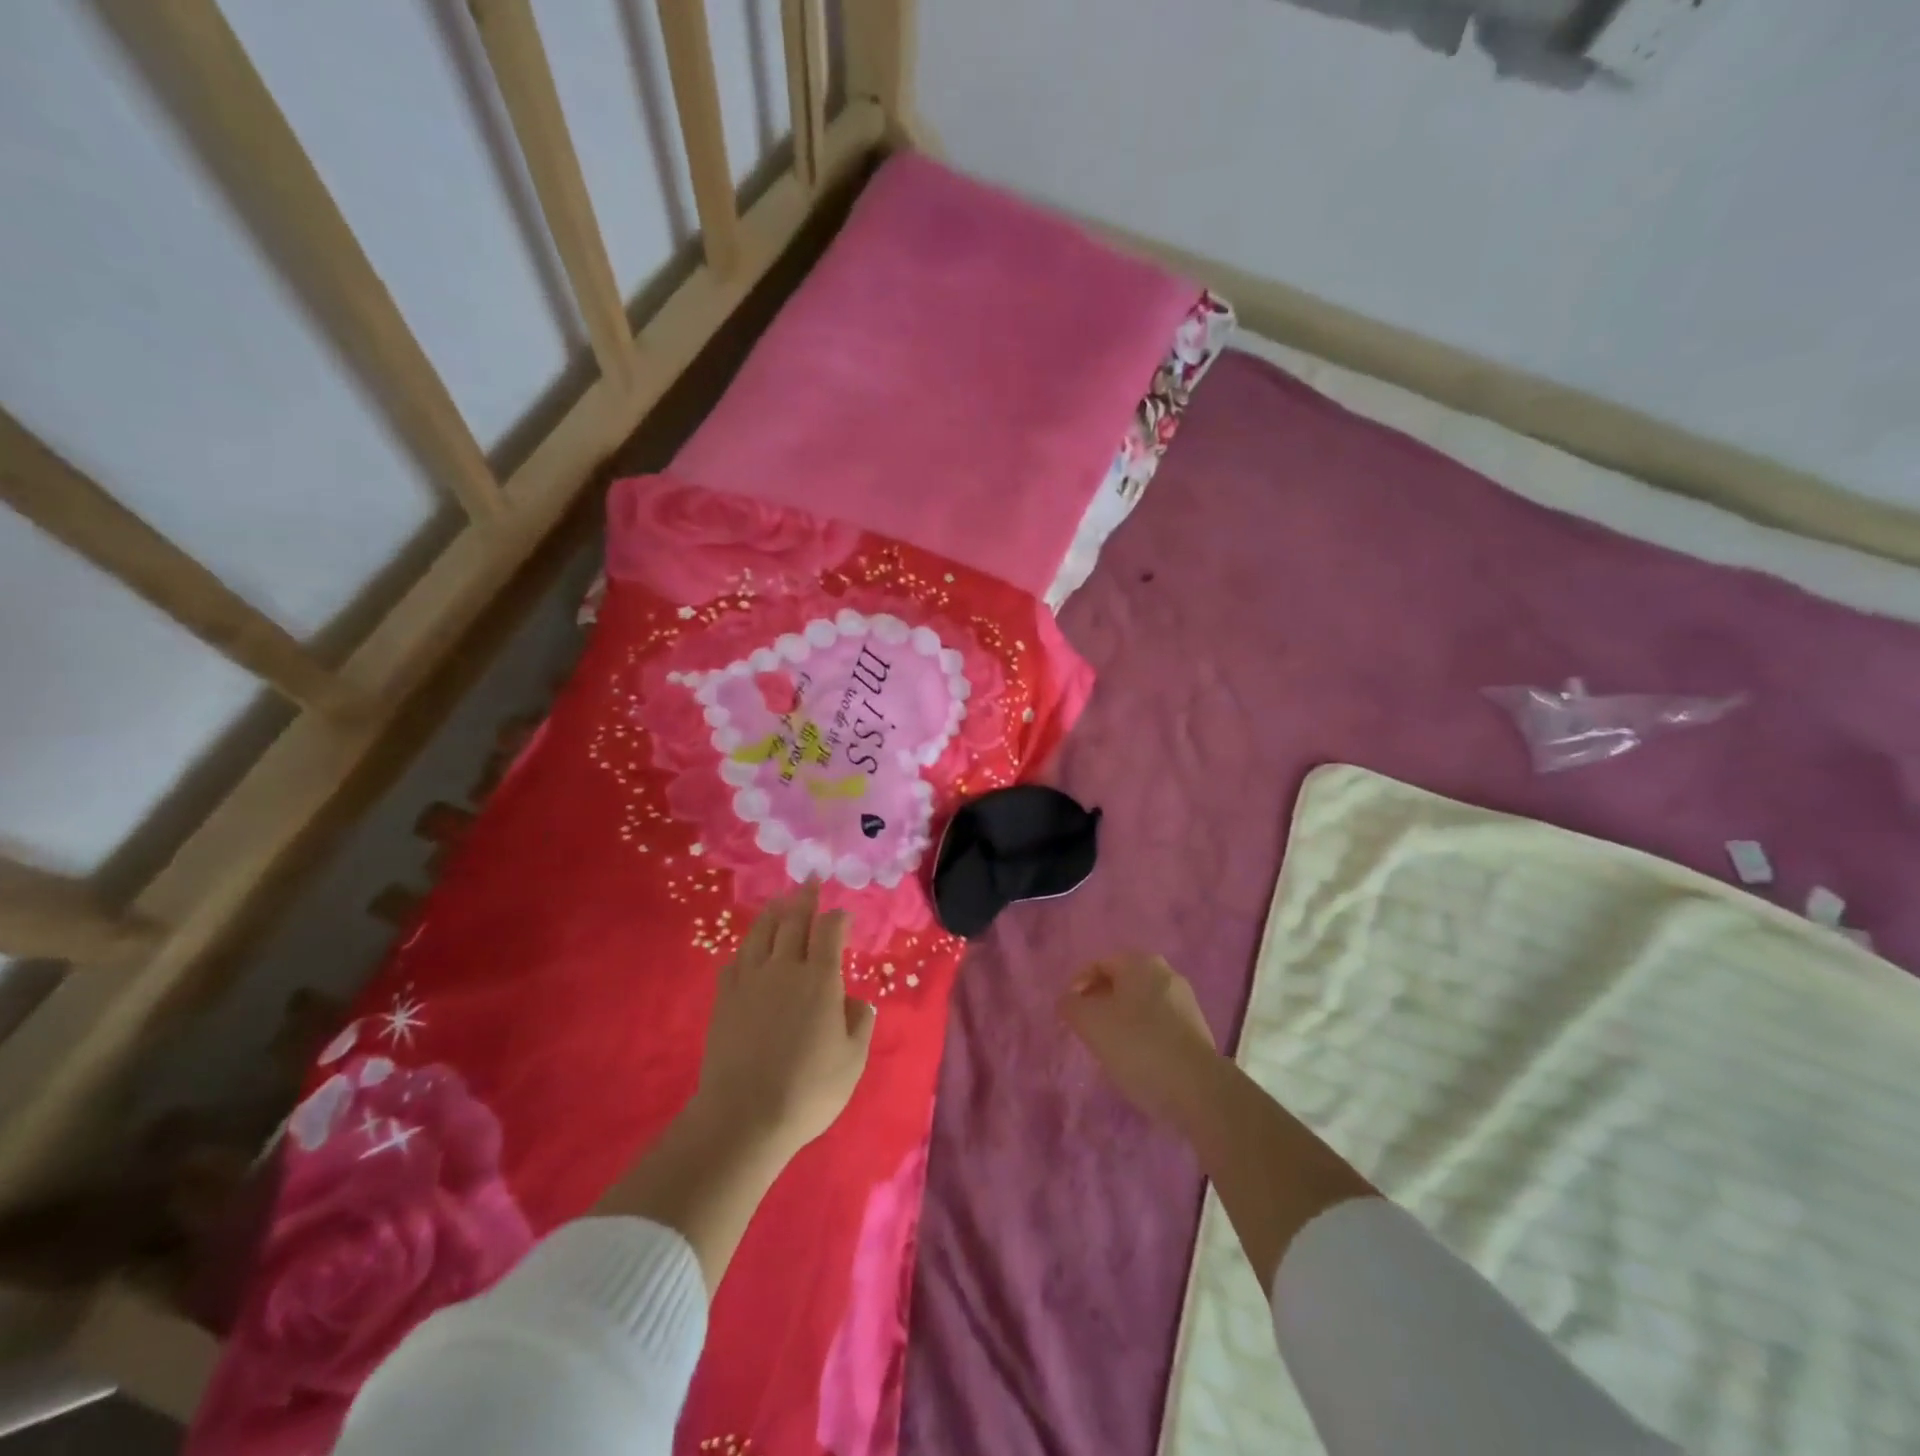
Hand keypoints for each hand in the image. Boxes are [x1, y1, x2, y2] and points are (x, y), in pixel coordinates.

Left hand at [695, 884, 875, 1159]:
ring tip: (780, 901)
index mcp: (820, 979)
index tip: (844, 916)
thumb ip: (859, 1022)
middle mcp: (785, 968)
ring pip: (761, 932)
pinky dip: (747, 949)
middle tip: (810, 881)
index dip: (838, 917)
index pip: (829, 930)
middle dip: (805, 898)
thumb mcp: (852, 1060)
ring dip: (773, 912)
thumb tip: (853, 1000)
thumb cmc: (808, 1090)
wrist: (744, 1116)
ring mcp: (751, 980)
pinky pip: (736, 961)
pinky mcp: (725, 998)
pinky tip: (749, 951)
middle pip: (793, 920)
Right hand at [1058, 953, 1222, 1128]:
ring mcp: (1185, 1002)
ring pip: (1140, 1004)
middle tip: (1086, 1028)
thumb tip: (1067, 1001)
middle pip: (1121, 982)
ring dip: (1121, 1020)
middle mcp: (1166, 973)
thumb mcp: (1091, 1023)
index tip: (1069, 1012)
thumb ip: (1071, 1006)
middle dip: (1100, 1002)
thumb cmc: (1137, 1045)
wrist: (1197, 1089)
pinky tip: (1135, 1059)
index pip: (1100, 964)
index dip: (1078, 985)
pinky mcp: (1196, 1030)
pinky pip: (1158, 1024)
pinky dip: (1142, 1034)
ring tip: (1108, 1047)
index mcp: (1140, 962)